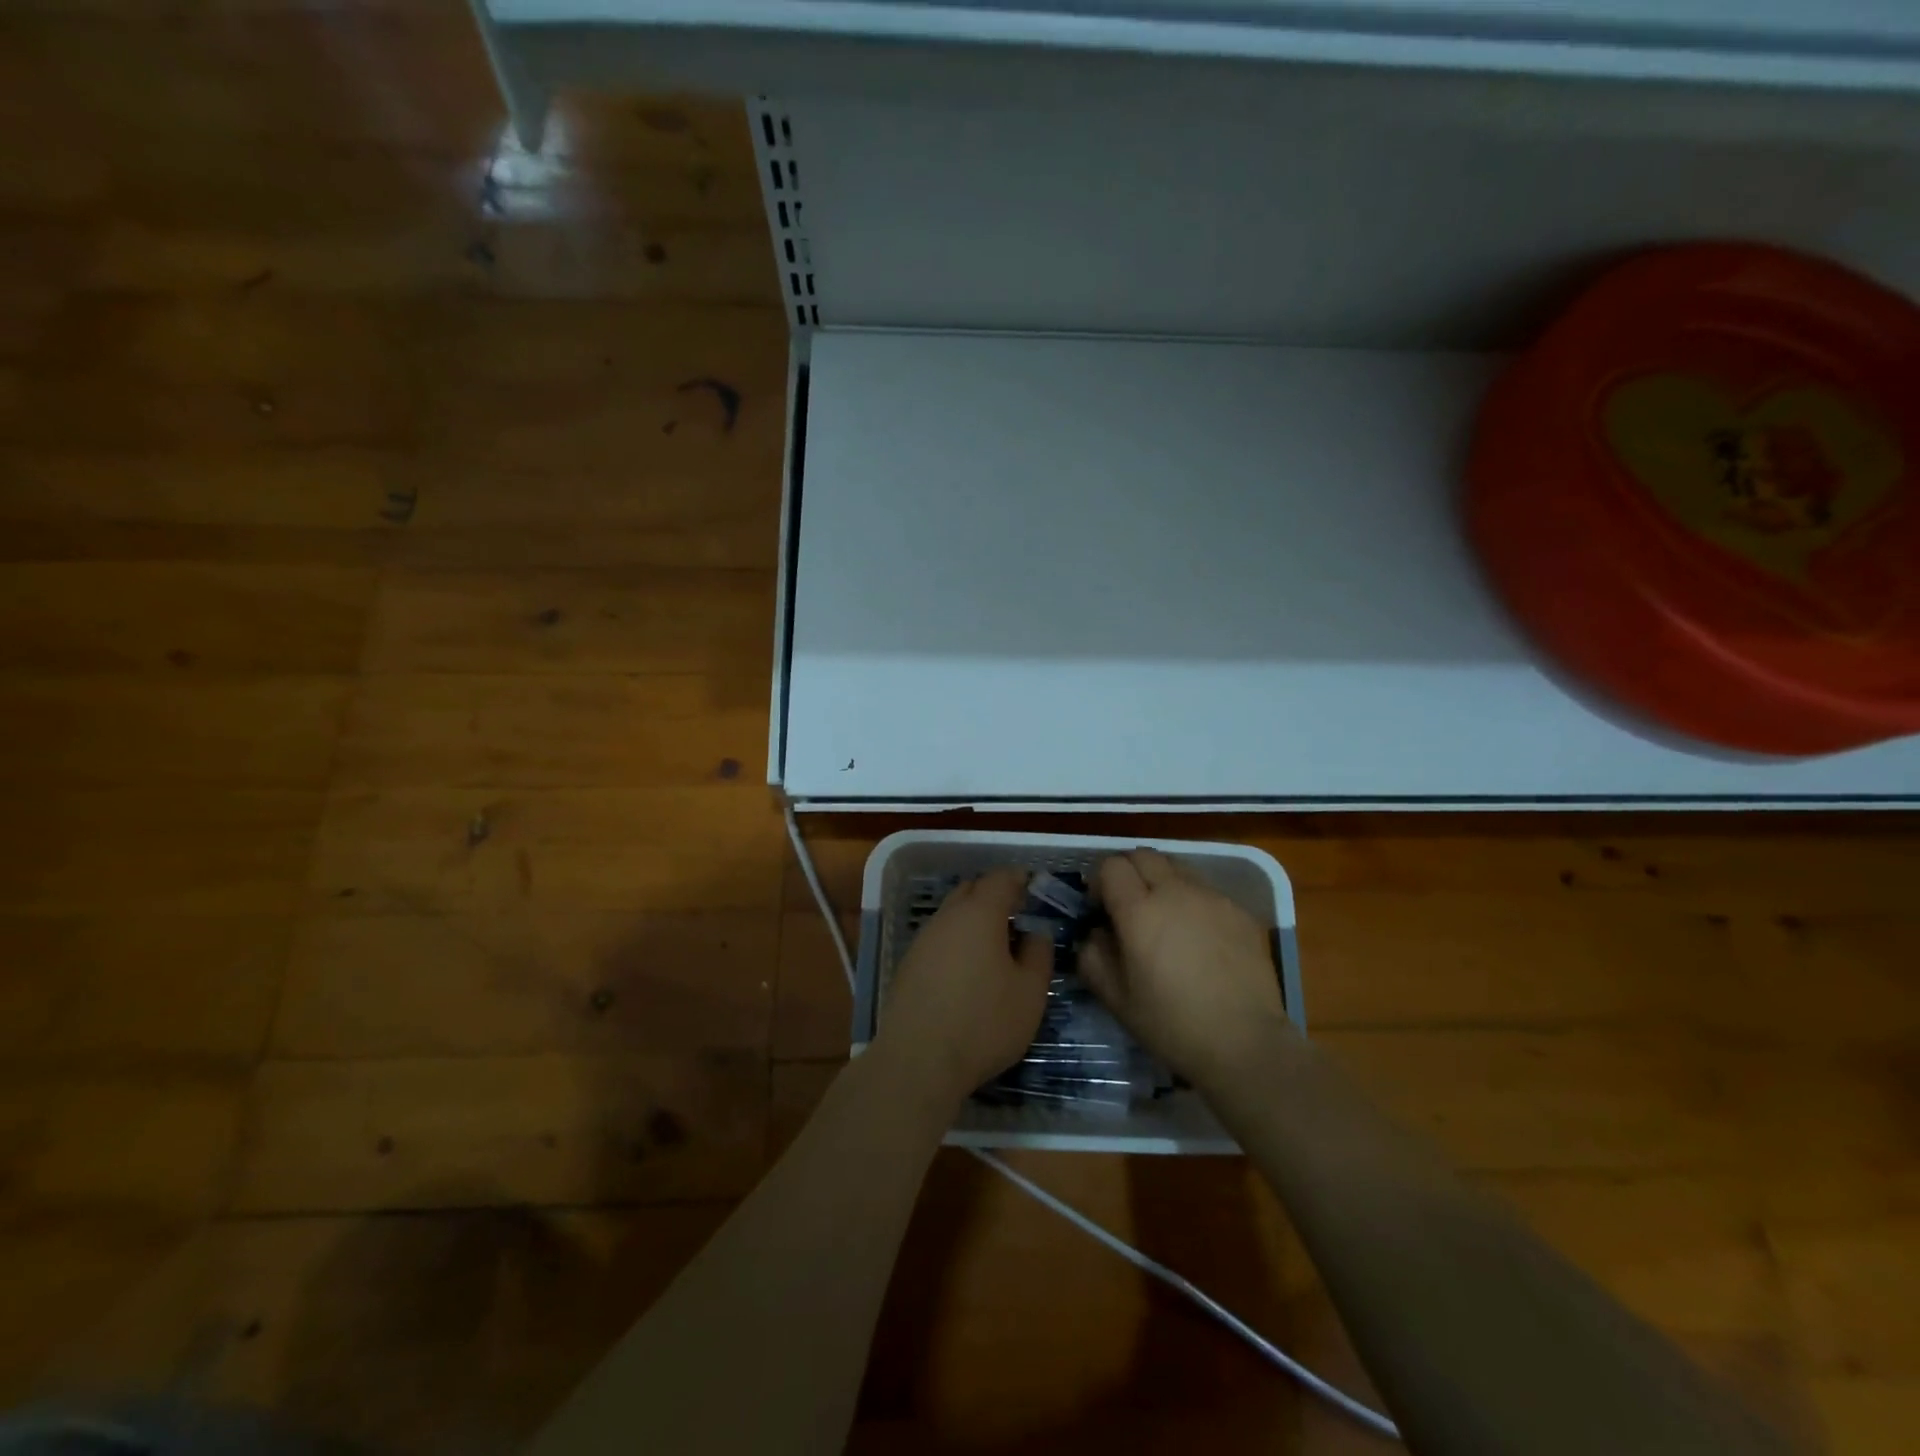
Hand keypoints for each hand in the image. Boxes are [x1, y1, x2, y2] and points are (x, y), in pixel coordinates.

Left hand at [873, 868, 1052, 1107]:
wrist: (918, 1060)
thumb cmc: (984, 1022)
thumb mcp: (1030, 992)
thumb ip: (1039, 954)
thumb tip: (1036, 932)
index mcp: (979, 914)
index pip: (1000, 879)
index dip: (1018, 879)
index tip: (1033, 887)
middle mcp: (947, 917)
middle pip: (971, 890)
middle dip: (993, 895)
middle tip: (1016, 915)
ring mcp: (923, 940)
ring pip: (952, 915)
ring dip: (973, 920)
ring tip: (994, 947)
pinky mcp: (908, 965)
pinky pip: (938, 939)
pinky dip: (956, 942)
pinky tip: (966, 971)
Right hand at [1081, 848, 1287, 1088]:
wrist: (1246, 1044)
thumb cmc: (1172, 1025)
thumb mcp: (1116, 999)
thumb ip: (1092, 956)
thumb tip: (1094, 933)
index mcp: (1139, 911)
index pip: (1111, 866)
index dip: (1100, 882)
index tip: (1101, 910)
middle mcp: (1175, 892)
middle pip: (1143, 855)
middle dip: (1129, 873)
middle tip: (1129, 907)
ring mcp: (1212, 898)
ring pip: (1177, 867)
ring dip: (1161, 881)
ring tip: (1165, 917)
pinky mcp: (1240, 911)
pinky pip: (1206, 890)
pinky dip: (1192, 901)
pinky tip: (1199, 938)